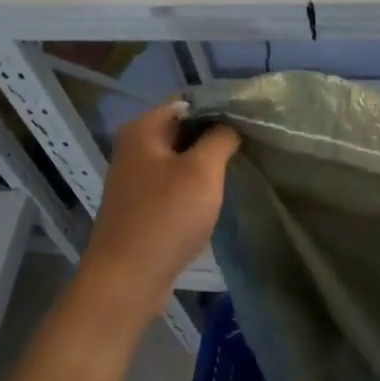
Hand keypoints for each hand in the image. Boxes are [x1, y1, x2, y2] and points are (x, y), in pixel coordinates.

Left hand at [75, 101, 239, 323]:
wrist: (128, 278)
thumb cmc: (166, 218)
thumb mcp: (202, 171)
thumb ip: (220, 138)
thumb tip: (230, 125)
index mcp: (142, 130)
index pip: (187, 102)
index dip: (219, 107)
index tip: (251, 119)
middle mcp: (133, 149)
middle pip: (182, 130)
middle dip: (214, 136)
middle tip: (251, 144)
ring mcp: (134, 180)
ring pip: (179, 159)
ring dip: (206, 164)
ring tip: (240, 167)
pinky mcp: (141, 207)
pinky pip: (172, 186)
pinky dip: (193, 187)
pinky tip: (215, 197)